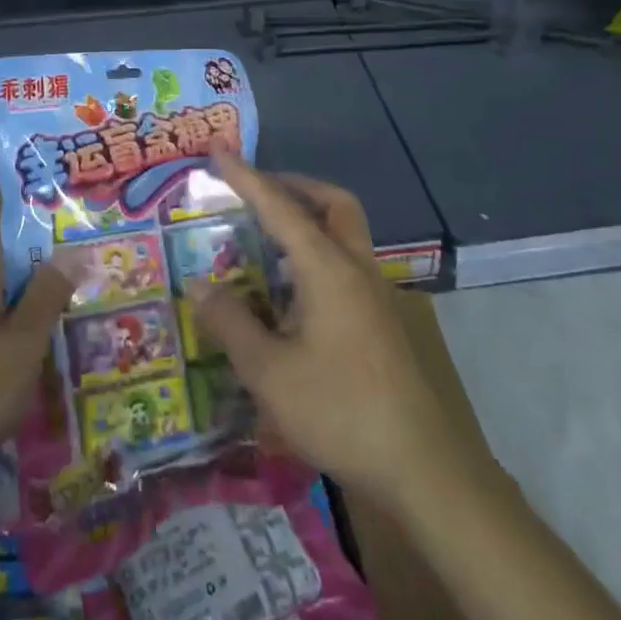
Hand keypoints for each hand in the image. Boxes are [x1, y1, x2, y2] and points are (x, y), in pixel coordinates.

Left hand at [0, 230, 72, 535]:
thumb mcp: (20, 344)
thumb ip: (47, 295)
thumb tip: (75, 249)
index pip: (12, 235)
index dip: (48, 235)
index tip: (88, 242)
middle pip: (15, 273)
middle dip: (54, 279)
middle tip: (103, 285)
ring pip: (11, 312)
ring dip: (44, 317)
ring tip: (93, 322)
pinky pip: (2, 345)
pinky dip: (28, 350)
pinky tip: (61, 365)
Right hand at [190, 145, 493, 507]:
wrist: (422, 469)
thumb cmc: (340, 410)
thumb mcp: (269, 372)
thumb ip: (230, 323)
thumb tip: (198, 285)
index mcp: (327, 269)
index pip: (279, 207)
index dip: (245, 177)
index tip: (218, 150)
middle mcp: (355, 269)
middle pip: (333, 204)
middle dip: (294, 186)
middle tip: (257, 192)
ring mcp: (374, 295)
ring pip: (345, 232)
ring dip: (309, 218)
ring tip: (267, 236)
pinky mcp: (380, 321)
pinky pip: (346, 263)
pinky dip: (317, 252)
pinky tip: (291, 289)